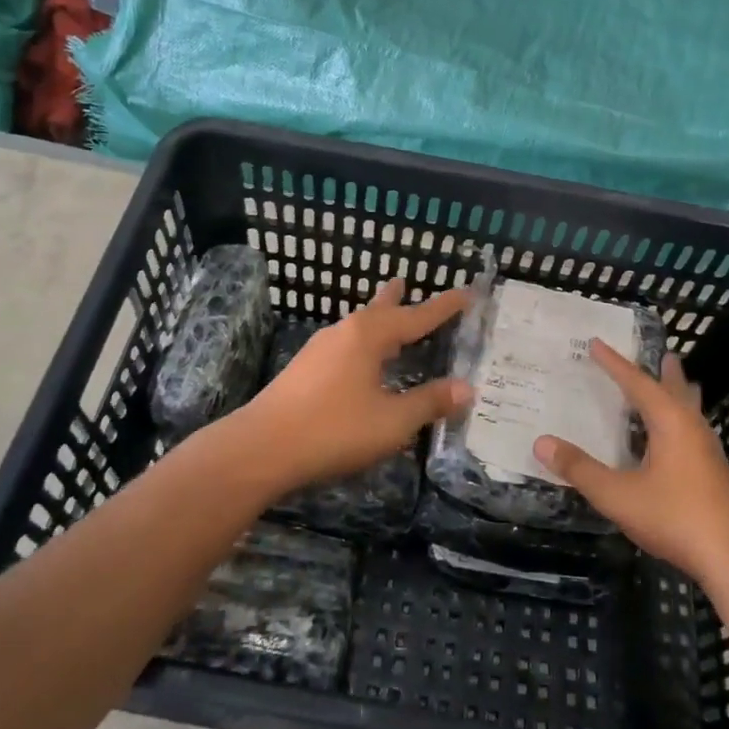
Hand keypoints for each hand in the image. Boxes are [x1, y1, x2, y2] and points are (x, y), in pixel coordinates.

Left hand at [228, 278, 472, 497]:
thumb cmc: (334, 429)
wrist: (261, 448)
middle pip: (378, 310)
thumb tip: (466, 388)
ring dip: (376, 320)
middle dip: (397, 299)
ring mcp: (319, 350)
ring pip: (357, 327)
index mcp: (368, 336)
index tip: (467, 293)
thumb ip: (429, 402)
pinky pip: (344, 345)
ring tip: (386, 316)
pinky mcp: (303, 370)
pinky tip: (359, 360)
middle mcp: (343, 333)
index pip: (416, 316)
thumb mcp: (392, 421)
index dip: (444, 307)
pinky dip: (362, 342)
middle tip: (406, 281)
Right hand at [533, 341, 728, 583]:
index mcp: (669, 422)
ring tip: (677, 383)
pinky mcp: (714, 474)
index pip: (637, 383)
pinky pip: (693, 431)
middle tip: (662, 353)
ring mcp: (708, 452)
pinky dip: (681, 420)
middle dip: (664, 372)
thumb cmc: (675, 516)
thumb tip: (541, 442)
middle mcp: (691, 428)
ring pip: (691, 411)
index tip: (596, 344)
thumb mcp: (617, 494)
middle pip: (677, 390)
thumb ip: (580, 469)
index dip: (614, 364)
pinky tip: (675, 439)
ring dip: (680, 394)